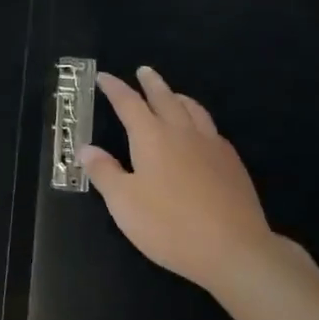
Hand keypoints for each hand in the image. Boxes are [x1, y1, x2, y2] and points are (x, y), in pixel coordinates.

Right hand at [84, 66, 279, 291]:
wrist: (233, 248)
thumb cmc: (170, 225)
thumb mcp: (124, 203)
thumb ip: (104, 172)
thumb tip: (85, 148)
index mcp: (151, 137)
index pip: (129, 103)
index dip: (115, 88)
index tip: (104, 77)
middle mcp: (181, 132)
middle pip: (164, 97)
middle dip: (151, 83)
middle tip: (143, 71)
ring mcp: (211, 145)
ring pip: (193, 109)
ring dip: (178, 96)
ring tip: (173, 94)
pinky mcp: (232, 163)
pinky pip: (212, 129)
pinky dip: (199, 120)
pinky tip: (201, 133)